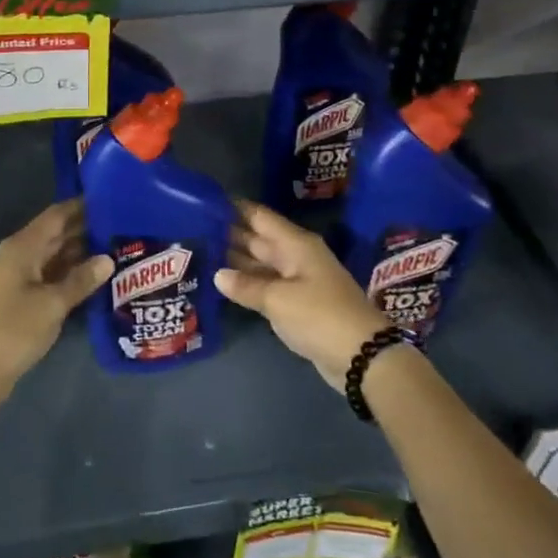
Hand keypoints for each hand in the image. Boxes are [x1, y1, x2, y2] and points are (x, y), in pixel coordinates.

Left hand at [0, 199, 111, 408]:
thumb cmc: (11, 330)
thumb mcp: (51, 305)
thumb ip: (81, 280)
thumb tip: (108, 259)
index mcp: (23, 247)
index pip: (57, 215)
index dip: (83, 206)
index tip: (114, 200)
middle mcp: (20, 256)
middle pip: (57, 235)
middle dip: (88, 230)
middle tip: (126, 227)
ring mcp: (20, 279)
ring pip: (56, 257)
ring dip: (83, 254)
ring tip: (120, 250)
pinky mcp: (22, 300)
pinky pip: (52, 278)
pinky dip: (72, 276)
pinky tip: (98, 280)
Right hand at [215, 200, 387, 391]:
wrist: (362, 355)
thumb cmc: (319, 316)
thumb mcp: (278, 299)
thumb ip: (246, 286)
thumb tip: (218, 274)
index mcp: (295, 244)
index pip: (260, 217)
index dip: (235, 208)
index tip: (205, 201)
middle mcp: (296, 256)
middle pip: (259, 239)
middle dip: (229, 234)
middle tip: (194, 229)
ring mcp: (298, 280)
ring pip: (261, 263)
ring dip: (235, 260)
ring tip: (202, 253)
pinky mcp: (298, 304)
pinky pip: (267, 285)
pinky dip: (247, 283)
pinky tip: (224, 284)